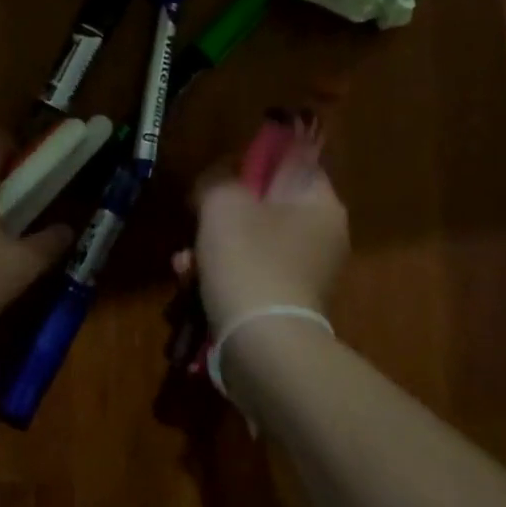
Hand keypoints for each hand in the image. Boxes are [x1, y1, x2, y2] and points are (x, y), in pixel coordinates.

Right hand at [192, 139, 348, 332]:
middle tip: (195, 221)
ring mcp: (305, 273)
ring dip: (212, 248)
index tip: (221, 173)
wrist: (262, 345)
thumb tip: (219, 180)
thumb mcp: (223, 204)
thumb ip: (218, 179)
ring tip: (183, 263)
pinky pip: (250, 274)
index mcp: (320, 204)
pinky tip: (191, 284)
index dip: (254, 161)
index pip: (293, 163)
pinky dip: (221, 276)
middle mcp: (322, 237)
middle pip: (266, 206)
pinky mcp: (286, 303)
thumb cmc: (248, 261)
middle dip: (221, 214)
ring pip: (251, 243)